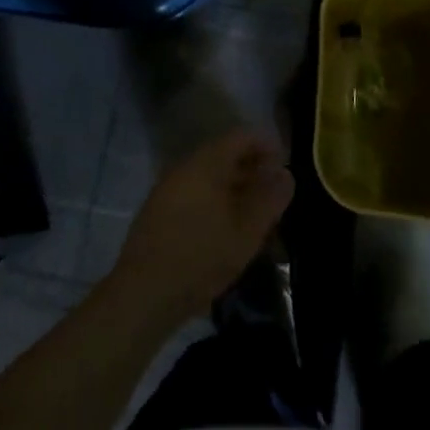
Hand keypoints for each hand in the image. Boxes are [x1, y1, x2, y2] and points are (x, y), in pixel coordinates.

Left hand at [107, 128, 294, 328]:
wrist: (144, 292)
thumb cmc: (201, 256)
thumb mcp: (246, 232)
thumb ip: (269, 199)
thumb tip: (285, 174)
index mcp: (207, 162)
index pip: (241, 136)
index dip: (266, 145)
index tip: (285, 165)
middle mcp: (186, 165)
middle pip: (225, 154)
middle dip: (252, 168)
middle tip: (274, 193)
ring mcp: (169, 186)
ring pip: (210, 175)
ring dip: (235, 187)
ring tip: (255, 213)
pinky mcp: (159, 209)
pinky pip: (195, 192)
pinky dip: (216, 200)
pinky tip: (226, 227)